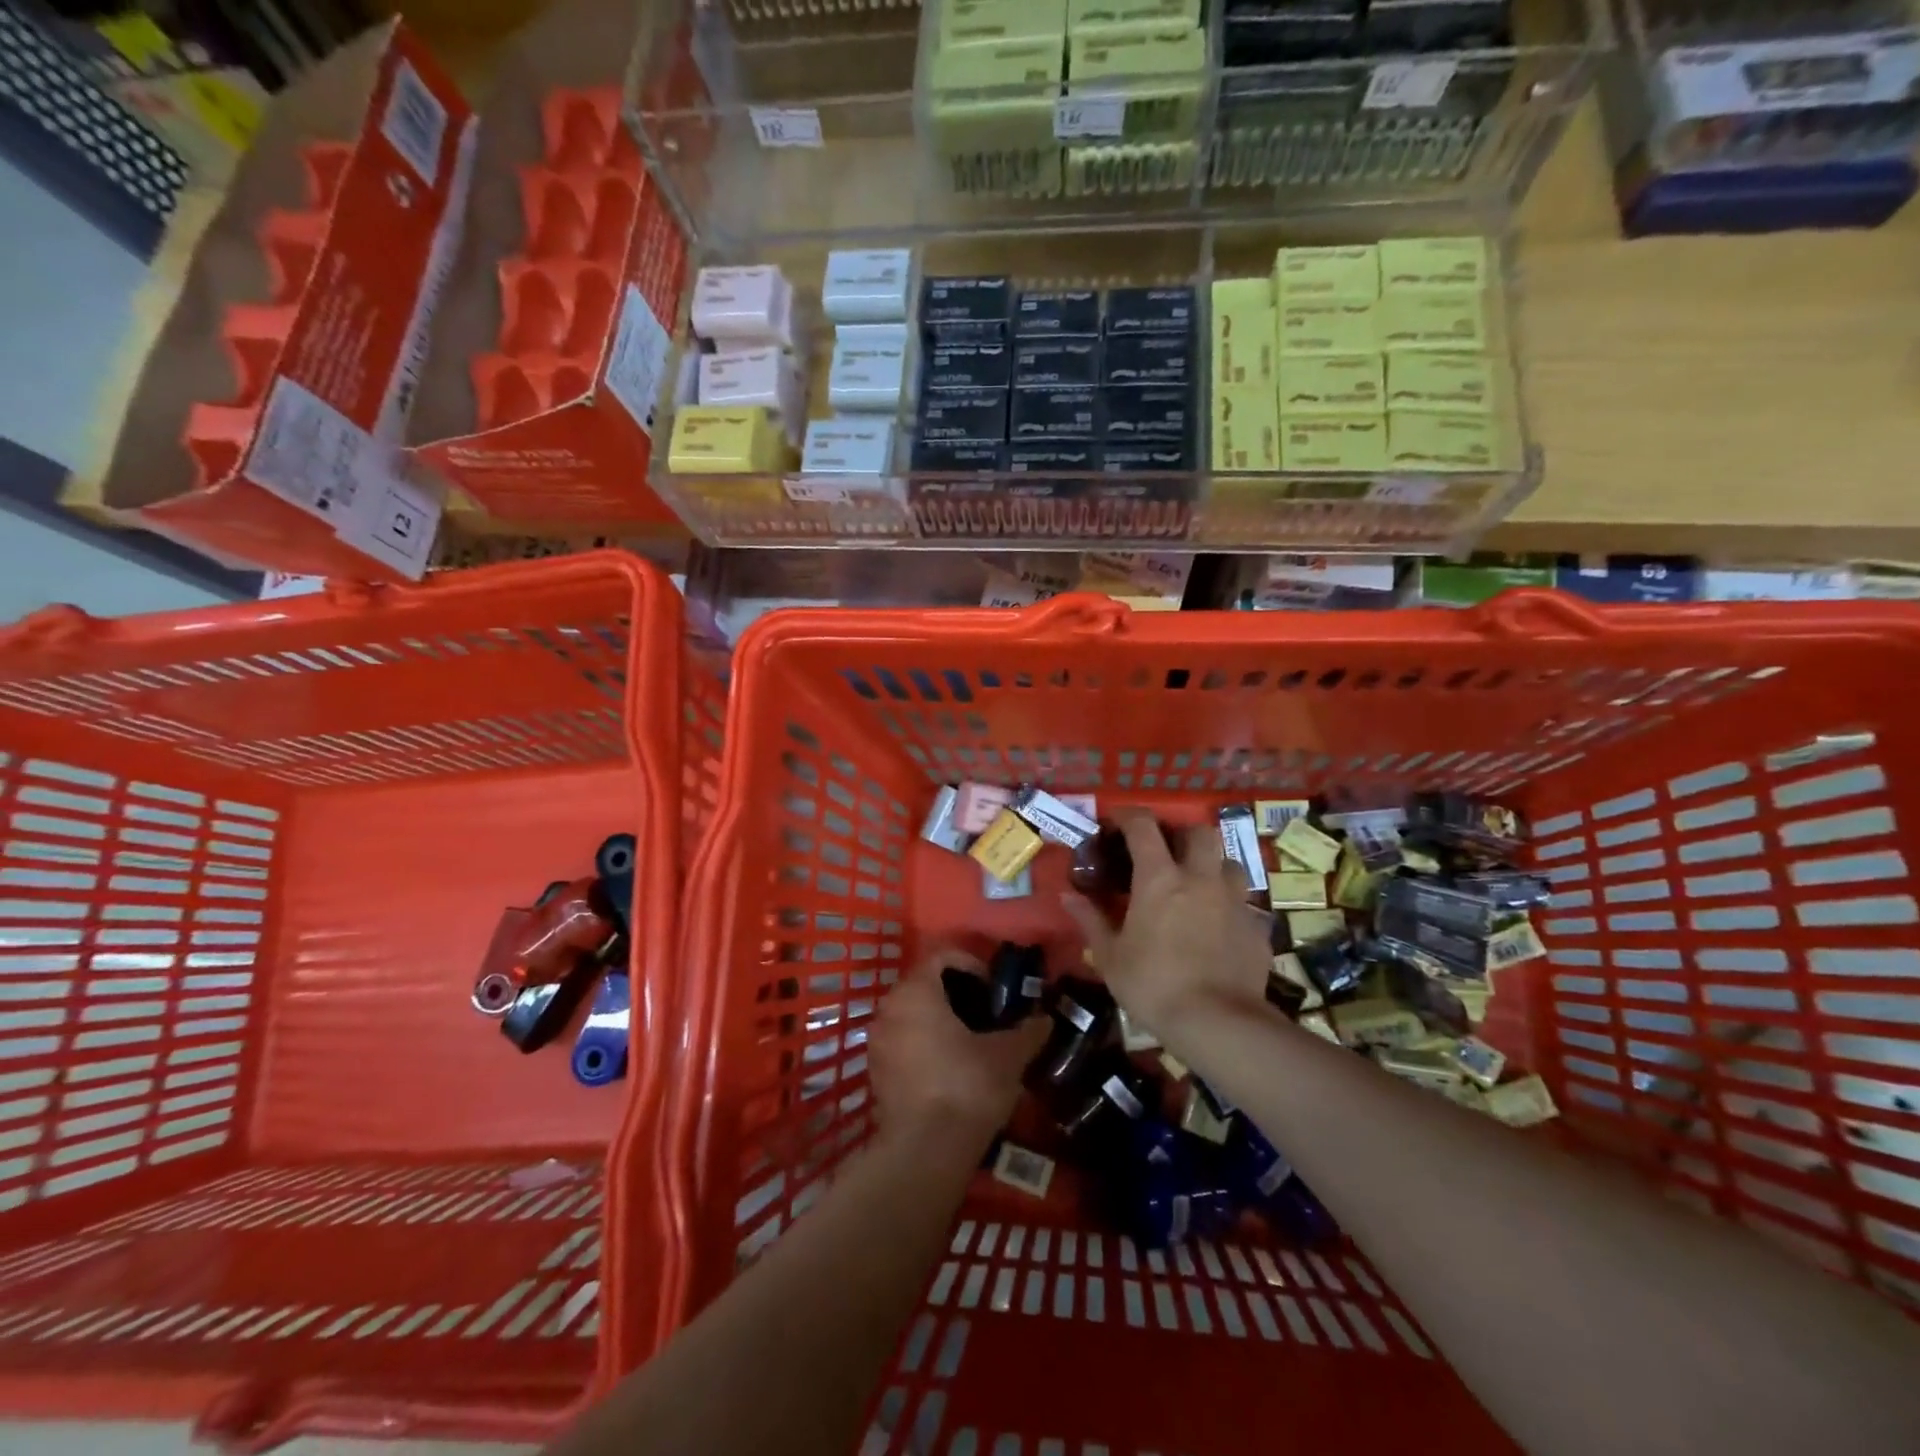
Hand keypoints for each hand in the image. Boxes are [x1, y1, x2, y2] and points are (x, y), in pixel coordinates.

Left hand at [870, 947, 1048, 1147]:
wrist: (925, 1153)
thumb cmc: (967, 1086)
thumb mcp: (1008, 1056)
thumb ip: (1028, 1031)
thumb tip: (1045, 1020)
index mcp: (916, 992)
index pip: (941, 957)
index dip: (971, 965)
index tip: (993, 988)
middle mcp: (889, 1010)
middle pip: (924, 985)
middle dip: (957, 994)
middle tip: (987, 1015)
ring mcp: (877, 1043)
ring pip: (912, 1016)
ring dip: (940, 1021)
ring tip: (972, 1043)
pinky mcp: (876, 1074)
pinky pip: (903, 1044)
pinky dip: (925, 1046)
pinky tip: (952, 1070)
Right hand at [1062, 810, 1271, 1037]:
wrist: (1217, 1023)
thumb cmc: (1152, 985)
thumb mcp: (1110, 957)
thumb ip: (1090, 920)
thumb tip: (1067, 896)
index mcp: (1159, 879)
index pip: (1143, 827)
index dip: (1128, 816)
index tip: (1117, 820)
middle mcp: (1201, 879)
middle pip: (1200, 832)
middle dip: (1183, 834)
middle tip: (1167, 852)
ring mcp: (1235, 901)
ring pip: (1230, 863)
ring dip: (1213, 866)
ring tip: (1198, 886)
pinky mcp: (1257, 928)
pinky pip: (1245, 904)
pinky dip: (1230, 907)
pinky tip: (1219, 927)